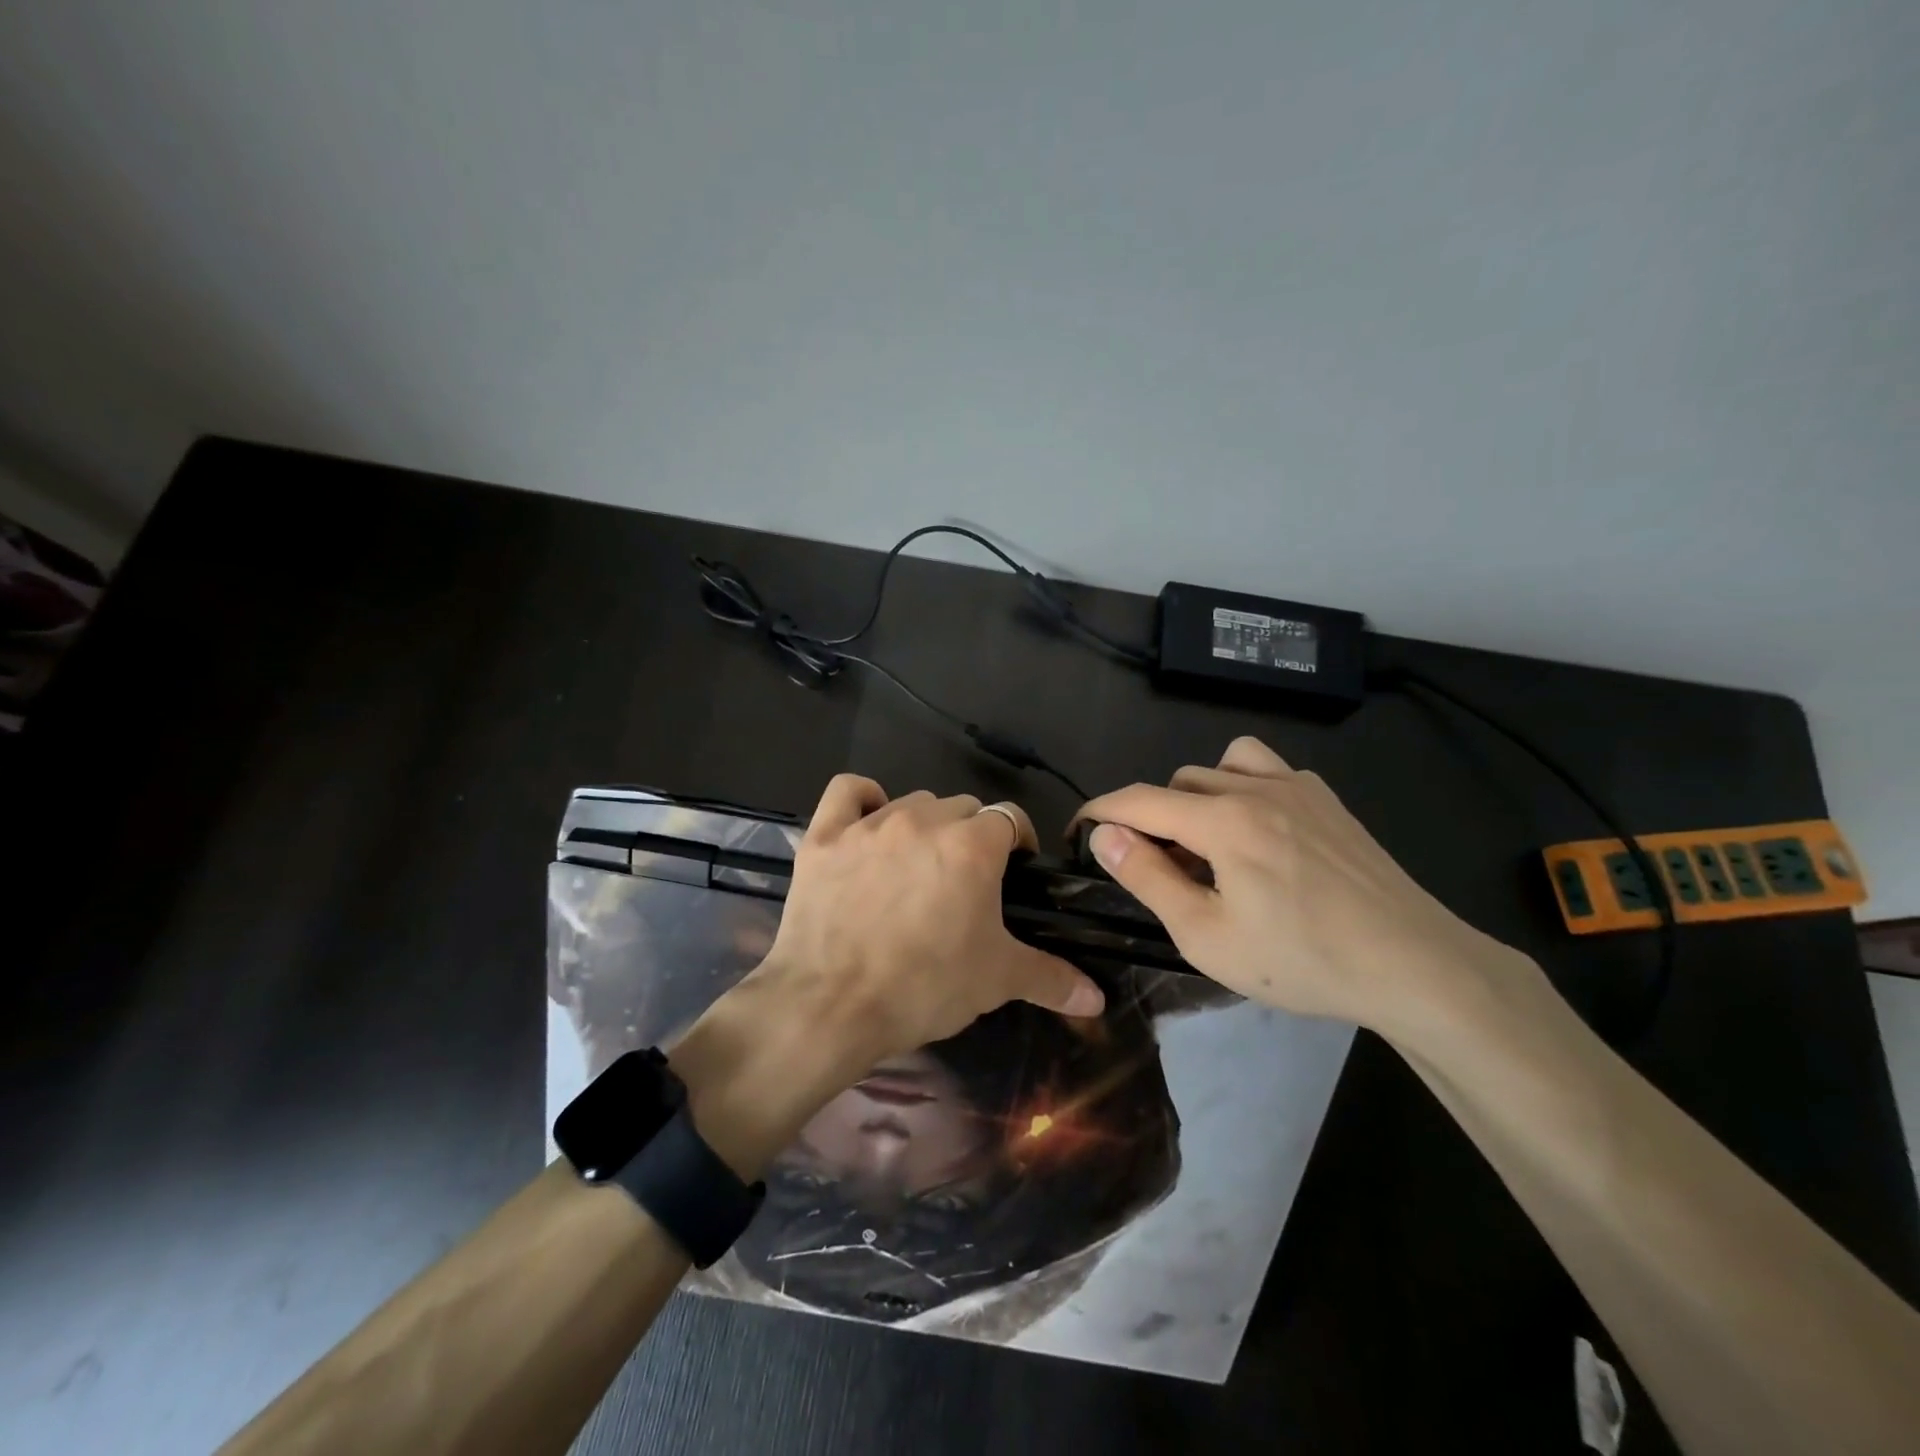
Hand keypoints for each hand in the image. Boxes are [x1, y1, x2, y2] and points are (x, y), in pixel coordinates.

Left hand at [762, 776, 1104, 1059]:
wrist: (831, 1007)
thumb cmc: (924, 987)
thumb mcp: (996, 981)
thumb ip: (1052, 979)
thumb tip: (1098, 998)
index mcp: (972, 845)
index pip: (1010, 818)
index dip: (1018, 841)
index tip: (1015, 869)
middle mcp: (923, 820)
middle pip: (961, 808)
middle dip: (971, 836)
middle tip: (965, 882)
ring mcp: (869, 825)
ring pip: (911, 802)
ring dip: (924, 826)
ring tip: (918, 866)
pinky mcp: (824, 837)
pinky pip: (848, 792)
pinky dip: (862, 800)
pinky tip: (868, 823)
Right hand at [1075, 737, 1535, 1038]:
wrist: (1413, 965)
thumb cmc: (1301, 960)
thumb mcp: (1206, 936)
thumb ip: (1148, 878)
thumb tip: (1103, 835)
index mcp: (1222, 821)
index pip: (1138, 799)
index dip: (1098, 812)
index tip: (1077, 834)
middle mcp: (1255, 788)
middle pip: (1176, 783)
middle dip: (1152, 818)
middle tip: (1158, 870)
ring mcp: (1297, 787)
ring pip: (1219, 766)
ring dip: (1195, 796)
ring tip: (1206, 843)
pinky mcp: (1327, 799)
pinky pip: (1265, 769)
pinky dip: (1241, 787)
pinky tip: (1257, 832)